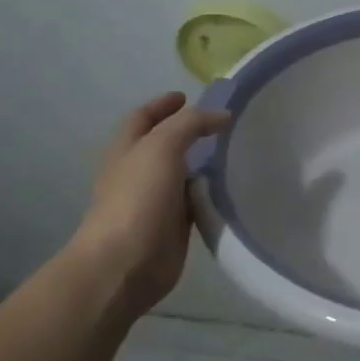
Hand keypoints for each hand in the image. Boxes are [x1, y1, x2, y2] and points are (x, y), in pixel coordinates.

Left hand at [68, 92, 229, 316]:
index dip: (162, 104)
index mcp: (126, 150)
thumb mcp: (162, 147)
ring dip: (203, 163)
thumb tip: (222, 116)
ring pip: (182, 173)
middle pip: (163, 144)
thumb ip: (191, 124)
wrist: (125, 264)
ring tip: (234, 151)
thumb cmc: (137, 199)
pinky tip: (232, 187)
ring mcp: (154, 201)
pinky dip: (210, 193)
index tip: (187, 95)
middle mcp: (138, 172)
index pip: (143, 117)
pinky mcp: (173, 227)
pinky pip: (195, 202)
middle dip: (186, 131)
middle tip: (221, 124)